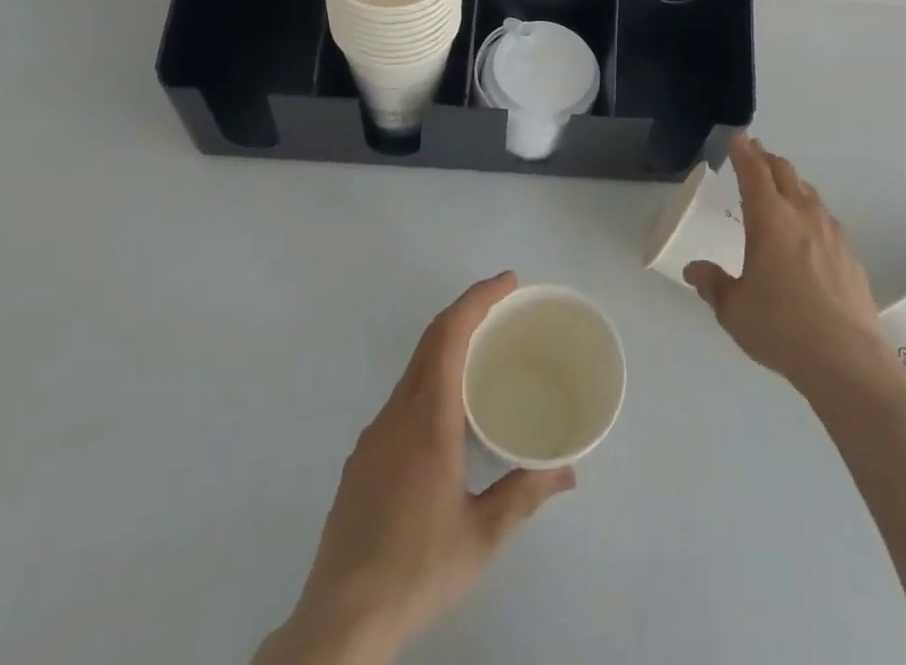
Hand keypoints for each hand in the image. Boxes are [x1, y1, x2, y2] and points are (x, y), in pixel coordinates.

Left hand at [257, 273, 574, 664]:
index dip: (478, 298)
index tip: (508, 281)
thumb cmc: (416, 570)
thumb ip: (524, 494)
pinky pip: (403, 398)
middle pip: (430, 341)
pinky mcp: (362, 460)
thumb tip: (567, 471)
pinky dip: (432, 379)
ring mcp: (374, 436)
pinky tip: (449, 415)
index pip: (449, 334)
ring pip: (414, 369)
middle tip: (506, 306)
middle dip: (467, 311)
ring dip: (448, 346)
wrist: (338, 623)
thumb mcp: (482, 536)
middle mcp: (396, 413)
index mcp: (427, 418)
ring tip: (485, 355)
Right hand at [685, 135, 888, 399]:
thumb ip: (712, 284)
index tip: (737, 136)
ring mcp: (832, 233)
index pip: (754, 172)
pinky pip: (825, 218)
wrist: (848, 361)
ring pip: (808, 193)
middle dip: (766, 159)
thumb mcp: (733, 309)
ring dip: (790, 183)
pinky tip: (808, 231)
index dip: (743, 151)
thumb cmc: (781, 328)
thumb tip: (694, 269)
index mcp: (769, 219)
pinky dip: (809, 210)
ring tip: (780, 188)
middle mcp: (802, 215)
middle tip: (754, 154)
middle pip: (784, 173)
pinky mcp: (850, 255)